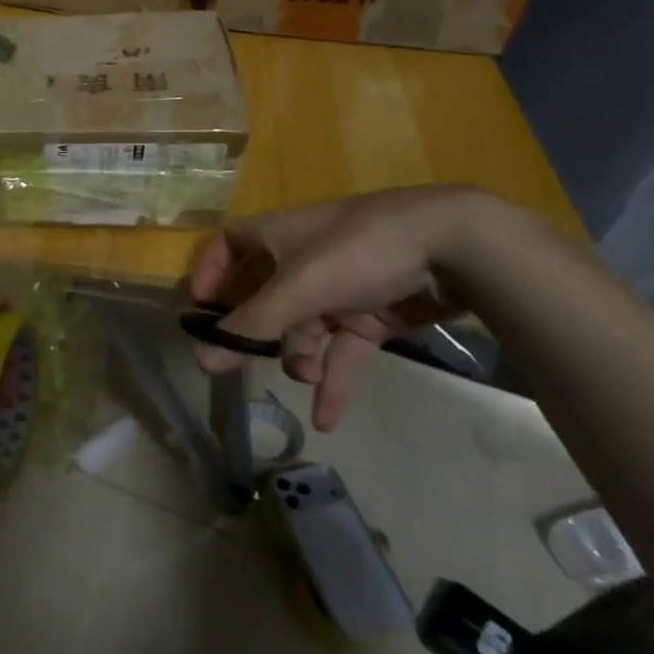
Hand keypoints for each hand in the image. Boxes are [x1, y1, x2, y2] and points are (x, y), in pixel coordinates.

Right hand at [189, 186, 481, 430]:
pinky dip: (334, 379)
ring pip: (304, 327)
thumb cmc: (358, 251)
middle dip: (258, 333)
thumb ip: (252, 326)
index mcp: (278, 236)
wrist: (453, 246)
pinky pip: (342, 349)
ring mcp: (340, 287)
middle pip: (265, 297)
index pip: (230, 244)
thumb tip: (200, 359)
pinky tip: (327, 417)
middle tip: (243, 368)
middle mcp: (304, 258)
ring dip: (300, 357)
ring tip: (309, 377)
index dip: (212, 271)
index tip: (201, 309)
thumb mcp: (299, 288)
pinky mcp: (373, 312)